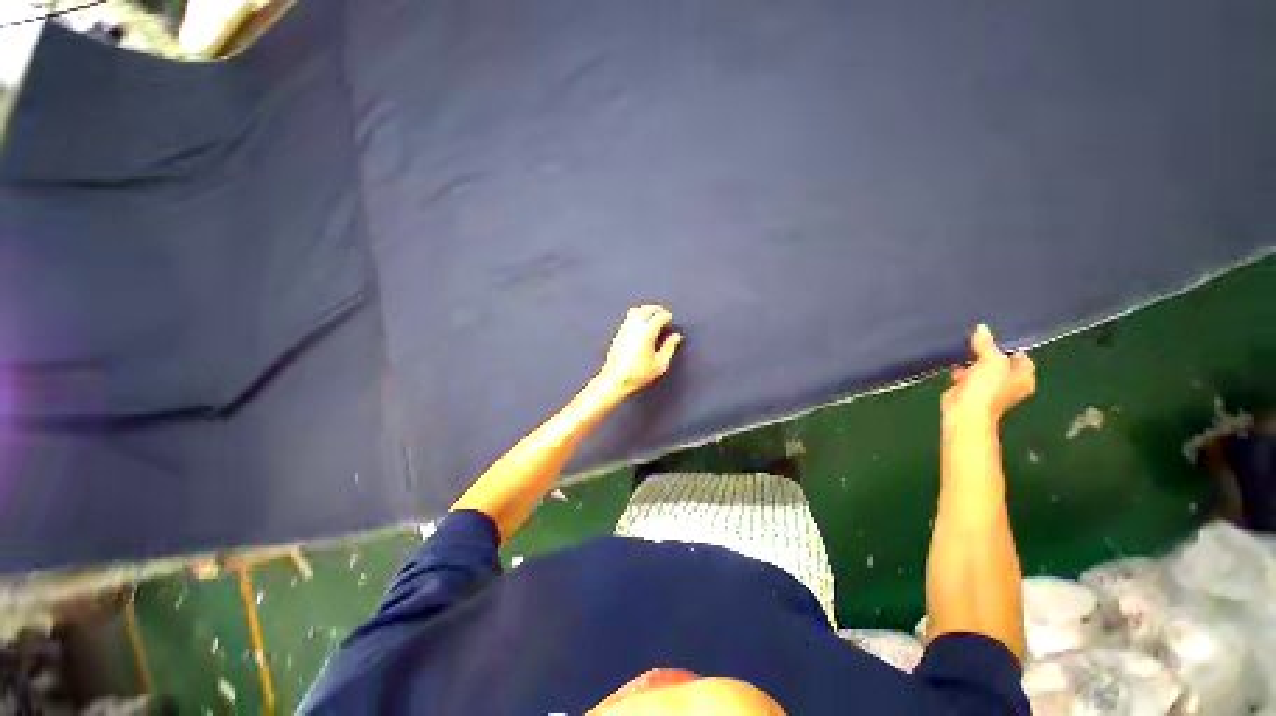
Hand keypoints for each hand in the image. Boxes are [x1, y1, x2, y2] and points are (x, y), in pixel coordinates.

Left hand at [597, 304, 682, 397]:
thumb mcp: (660, 364)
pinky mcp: (618, 333)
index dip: (667, 317)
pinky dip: (638, 315)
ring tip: (653, 318)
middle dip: (657, 309)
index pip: (659, 316)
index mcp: (646, 333)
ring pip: (636, 310)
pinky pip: (629, 317)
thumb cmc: (638, 374)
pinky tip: (642, 326)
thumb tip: (676, 336)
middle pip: (647, 309)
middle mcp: (634, 327)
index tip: (671, 322)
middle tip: (664, 315)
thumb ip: (670, 347)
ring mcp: (624, 329)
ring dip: (646, 310)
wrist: (615, 380)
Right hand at [941, 324, 1034, 426]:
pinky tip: (955, 364)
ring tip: (963, 349)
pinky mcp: (971, 390)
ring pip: (982, 367)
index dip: (1007, 345)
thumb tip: (981, 328)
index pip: (1020, 355)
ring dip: (973, 360)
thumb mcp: (991, 360)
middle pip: (1000, 360)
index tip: (992, 335)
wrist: (965, 411)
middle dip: (987, 351)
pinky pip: (968, 374)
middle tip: (976, 340)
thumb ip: (987, 344)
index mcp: (1024, 377)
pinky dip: (962, 369)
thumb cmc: (987, 388)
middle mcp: (1010, 383)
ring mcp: (990, 388)